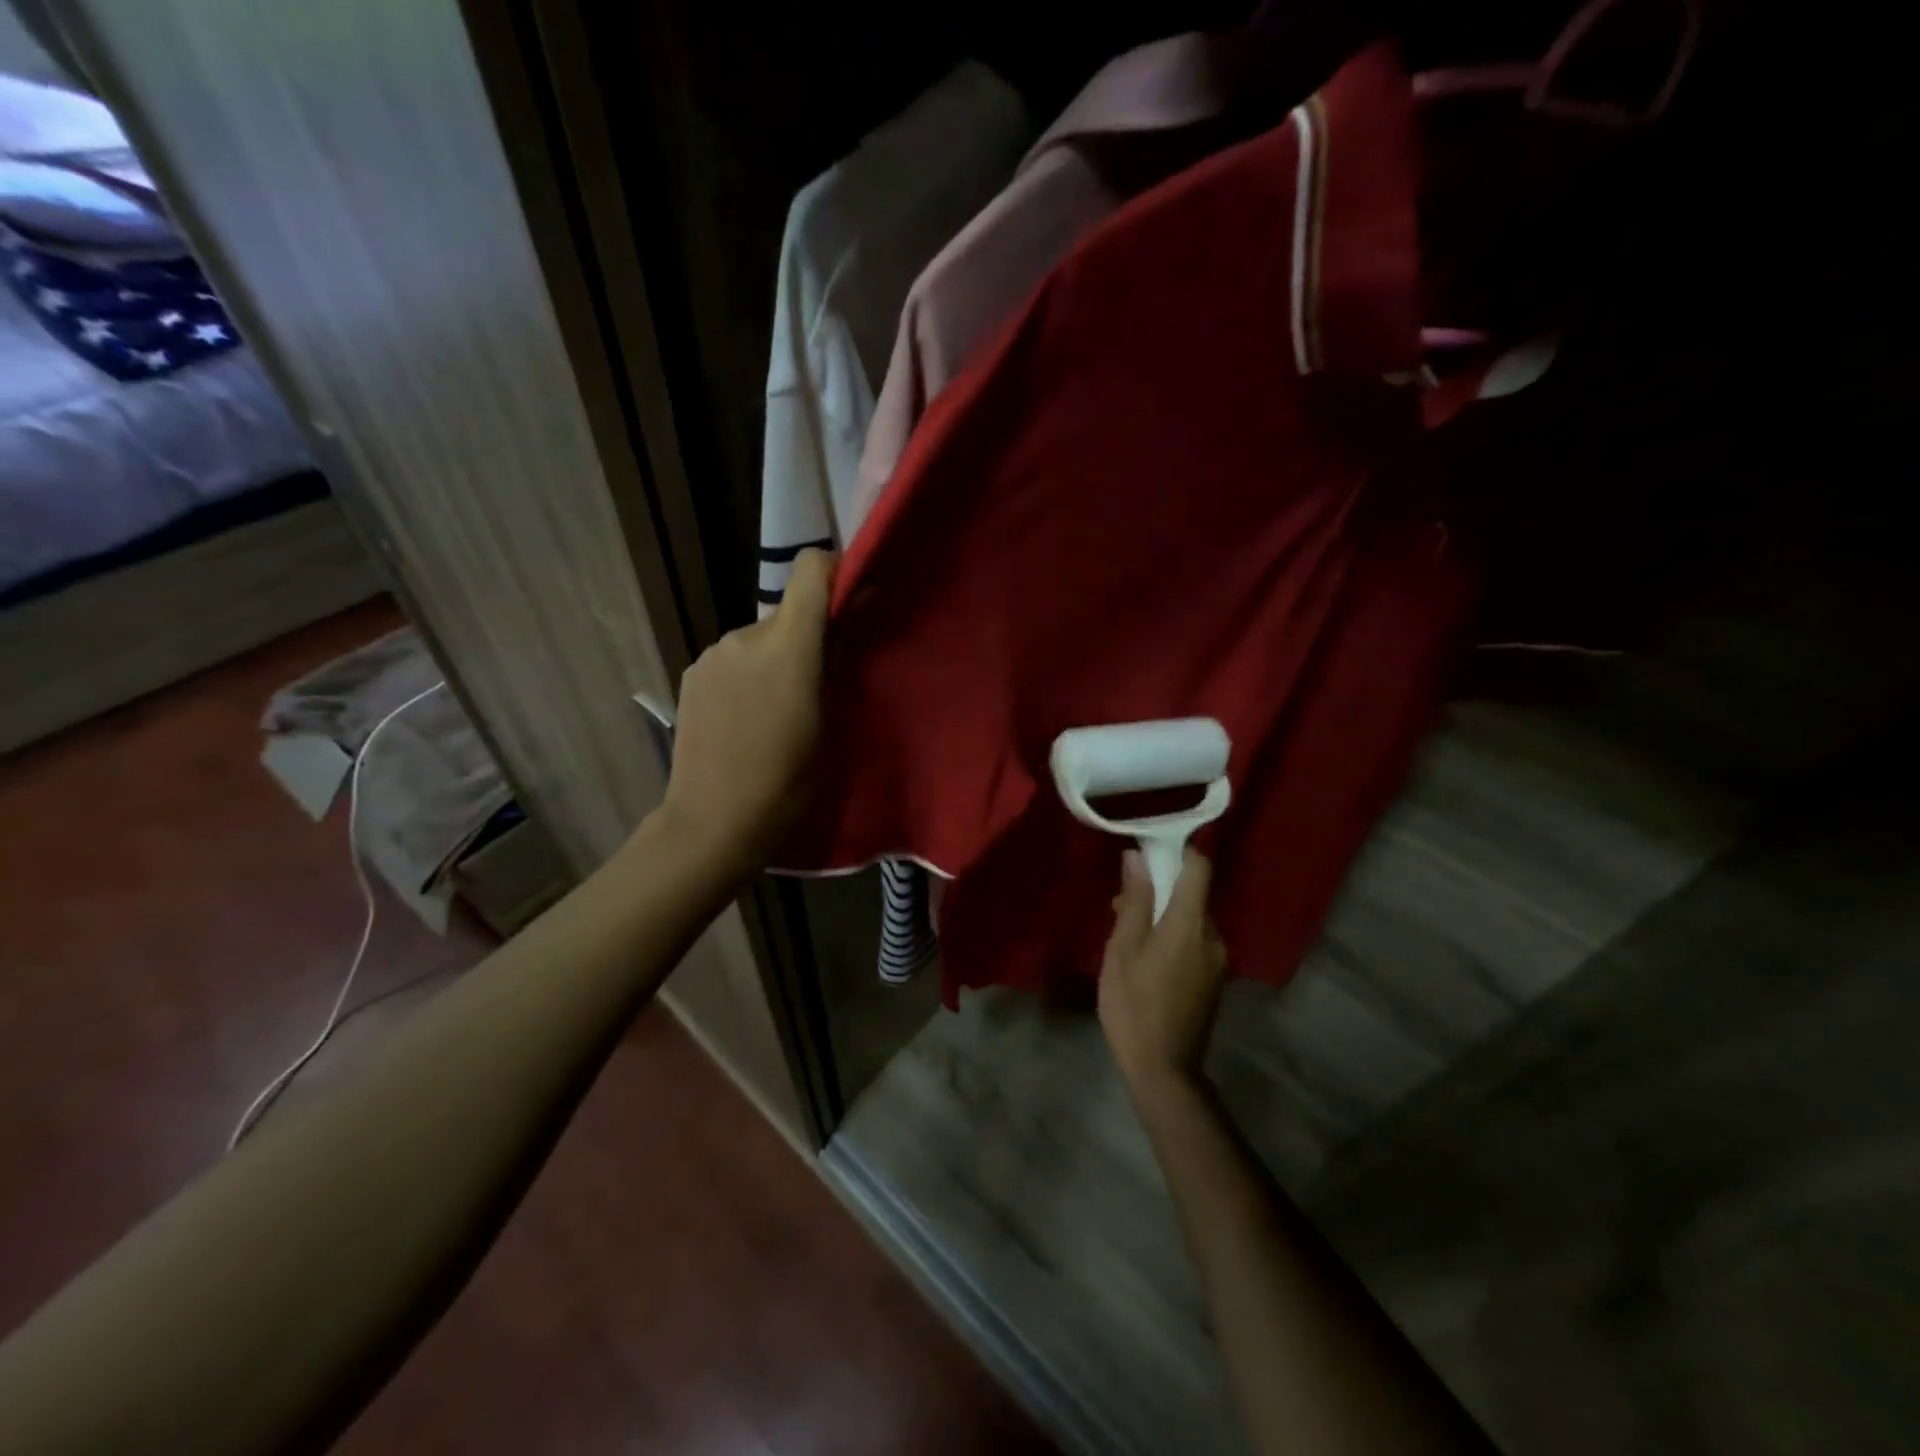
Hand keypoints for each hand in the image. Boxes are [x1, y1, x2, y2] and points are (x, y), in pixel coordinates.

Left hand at [656, 550, 833, 881]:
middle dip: (807, 638)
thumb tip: (854, 612)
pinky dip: (747, 674)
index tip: (852, 599)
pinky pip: (733, 659)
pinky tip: (745, 719)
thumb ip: (840, 660)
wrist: (713, 822)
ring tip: (777, 711)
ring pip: (759, 639)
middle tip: (817, 686)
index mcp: (787, 646)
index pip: (811, 570)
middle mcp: (744, 636)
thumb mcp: (830, 724)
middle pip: (787, 613)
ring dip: (774, 659)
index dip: (835, 572)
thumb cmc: (787, 782)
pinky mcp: (691, 673)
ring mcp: (712, 654)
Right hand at [1098, 847, 1226, 1097]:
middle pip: (1193, 893)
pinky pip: (1195, 941)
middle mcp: (1213, 935)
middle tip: (1121, 901)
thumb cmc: (1134, 1004)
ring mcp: (1218, 960)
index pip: (1199, 867)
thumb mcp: (1123, 948)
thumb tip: (1136, 857)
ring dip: (1163, 914)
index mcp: (1191, 923)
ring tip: (1127, 932)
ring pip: (1191, 919)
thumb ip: (1135, 900)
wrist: (1163, 1070)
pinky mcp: (1214, 980)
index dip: (1177, 851)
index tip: (1148, 850)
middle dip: (1160, 888)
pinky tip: (1145, 957)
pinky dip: (1173, 936)